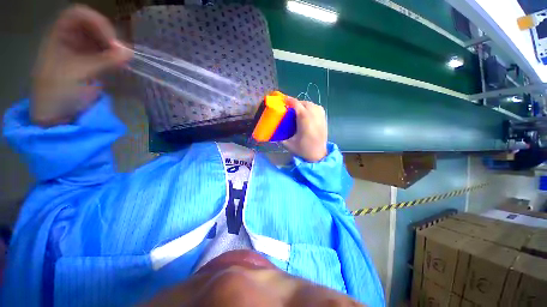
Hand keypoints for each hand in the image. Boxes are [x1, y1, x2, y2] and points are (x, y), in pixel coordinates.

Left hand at [31, 5, 131, 126]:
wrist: (55, 115)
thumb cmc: (57, 91)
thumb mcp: (77, 73)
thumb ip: (103, 61)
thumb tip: (130, 53)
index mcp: (59, 36)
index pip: (78, 15)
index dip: (95, 22)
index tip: (110, 40)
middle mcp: (70, 40)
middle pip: (92, 26)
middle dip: (108, 36)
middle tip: (120, 52)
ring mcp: (81, 52)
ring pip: (101, 40)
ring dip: (114, 48)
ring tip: (123, 60)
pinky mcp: (92, 64)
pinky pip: (106, 54)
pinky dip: (115, 57)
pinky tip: (122, 64)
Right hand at [282, 97, 327, 161]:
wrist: (318, 154)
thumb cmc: (304, 149)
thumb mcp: (288, 144)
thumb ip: (280, 137)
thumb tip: (272, 133)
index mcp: (304, 118)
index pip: (295, 103)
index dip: (288, 100)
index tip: (282, 100)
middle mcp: (313, 113)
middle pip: (303, 102)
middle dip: (295, 103)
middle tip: (289, 109)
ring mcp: (320, 115)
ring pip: (311, 104)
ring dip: (303, 105)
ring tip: (297, 111)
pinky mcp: (324, 118)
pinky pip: (317, 107)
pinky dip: (311, 108)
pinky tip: (308, 113)